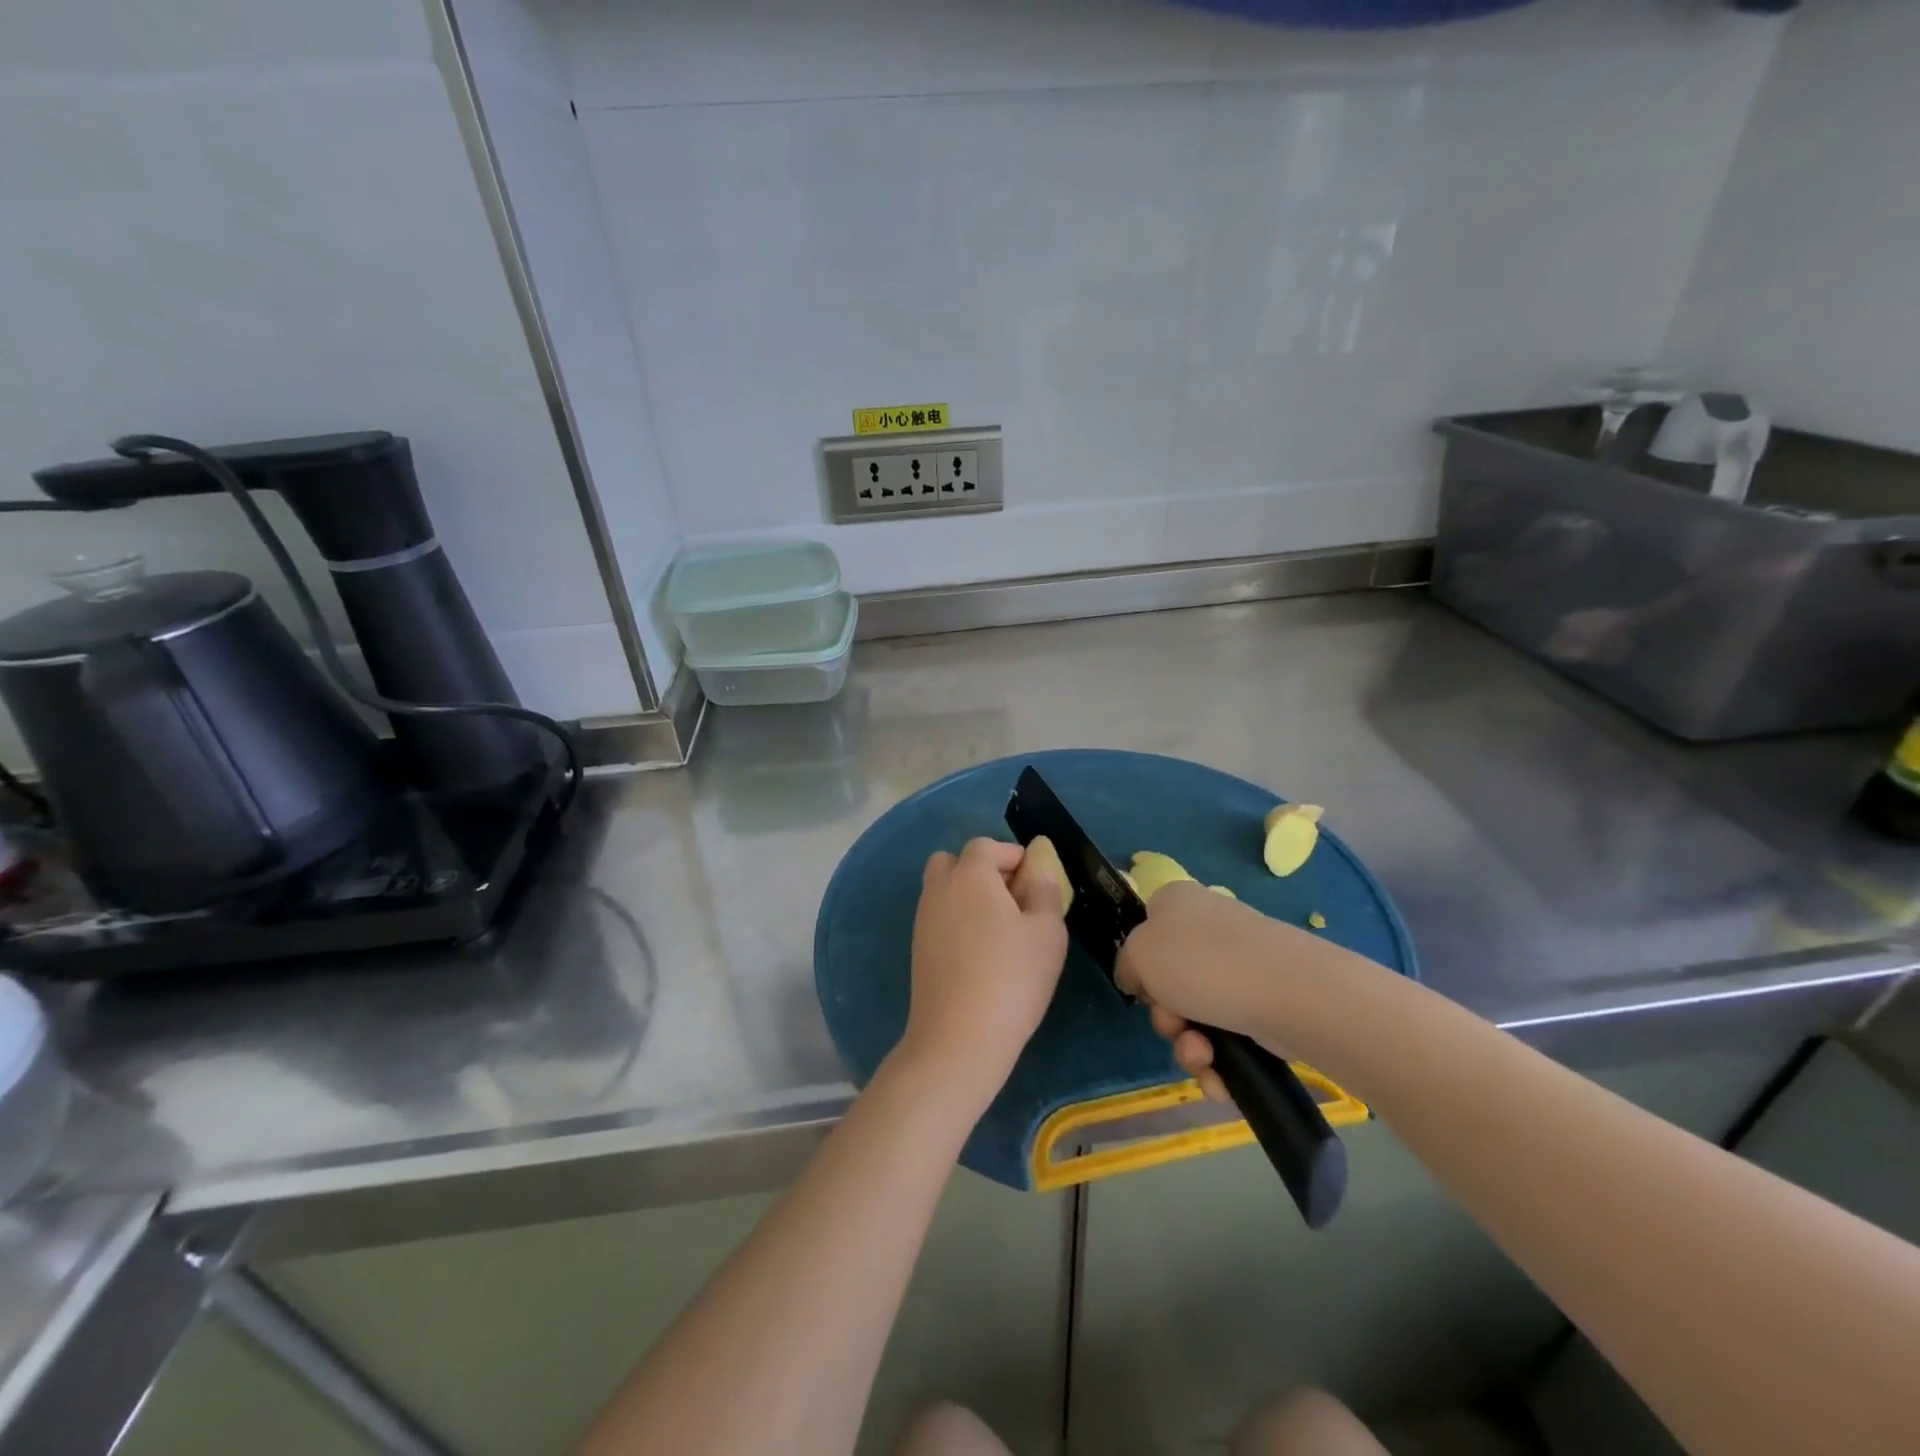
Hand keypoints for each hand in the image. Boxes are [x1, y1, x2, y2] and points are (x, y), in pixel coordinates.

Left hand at [898, 838, 1068, 1104]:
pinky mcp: (918, 951)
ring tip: (1002, 929)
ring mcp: (923, 921)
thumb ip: (1044, 892)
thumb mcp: (1047, 932)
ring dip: (968, 896)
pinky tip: (982, 953)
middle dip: (982, 870)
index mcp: (970, 875)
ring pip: (943, 890)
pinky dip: (957, 921)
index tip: (1035, 878)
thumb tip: (1036, 872)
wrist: (958, 1039)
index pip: (985, 846)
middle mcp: (939, 890)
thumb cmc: (1012, 978)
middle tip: (1013, 898)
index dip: (1011, 855)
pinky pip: (939, 918)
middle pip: (954, 862)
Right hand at [1115, 881, 1331, 1101]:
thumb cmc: (1202, 962)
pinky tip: (1220, 1075)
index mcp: (1177, 903)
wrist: (1289, 992)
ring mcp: (1241, 967)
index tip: (1142, 987)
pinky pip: (1228, 1038)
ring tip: (1203, 1055)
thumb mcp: (1139, 953)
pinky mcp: (1266, 1004)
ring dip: (1189, 1046)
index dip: (1140, 963)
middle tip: (1174, 1024)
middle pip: (1169, 981)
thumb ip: (1127, 963)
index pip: (1147, 929)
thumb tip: (1139, 978)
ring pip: (1197, 1016)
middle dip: (1166, 1016)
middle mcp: (1209, 928)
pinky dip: (1219, 1061)